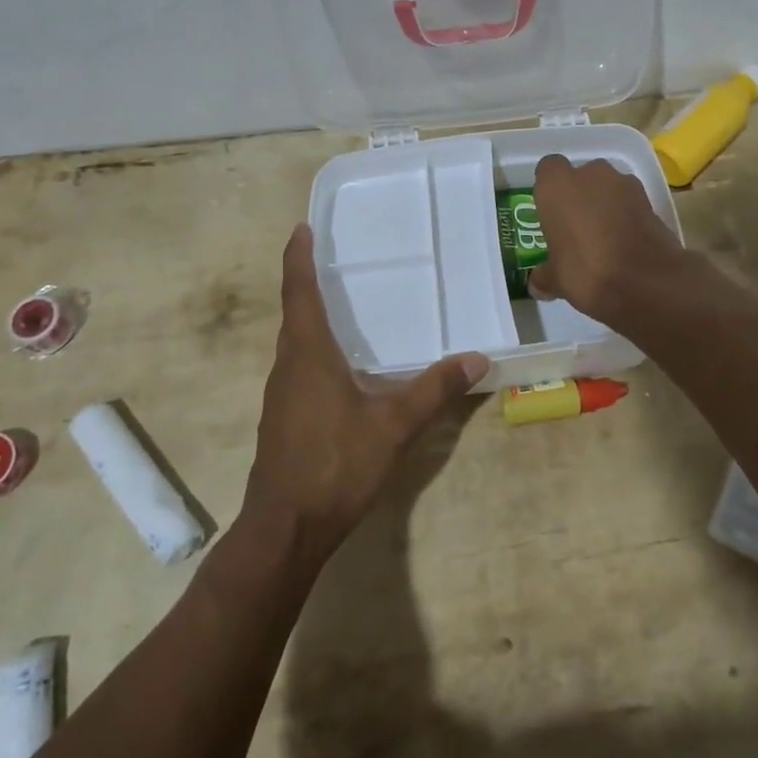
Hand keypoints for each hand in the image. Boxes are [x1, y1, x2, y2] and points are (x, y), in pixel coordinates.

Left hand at [243, 225, 486, 565]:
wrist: (285, 528)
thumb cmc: (335, 464)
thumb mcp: (393, 425)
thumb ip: (433, 389)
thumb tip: (476, 358)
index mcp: (308, 354)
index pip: (299, 293)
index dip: (298, 259)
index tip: (301, 229)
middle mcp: (288, 366)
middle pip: (294, 314)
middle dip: (307, 283)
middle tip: (332, 260)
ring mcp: (281, 395)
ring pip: (295, 343)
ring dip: (310, 319)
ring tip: (341, 306)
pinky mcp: (283, 418)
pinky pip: (298, 368)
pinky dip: (314, 350)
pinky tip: (340, 366)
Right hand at [528, 154, 685, 322]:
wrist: (646, 281)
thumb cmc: (586, 271)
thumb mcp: (556, 280)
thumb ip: (544, 275)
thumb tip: (537, 284)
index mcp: (557, 186)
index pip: (548, 169)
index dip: (550, 189)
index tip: (551, 212)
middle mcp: (590, 174)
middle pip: (581, 176)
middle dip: (579, 196)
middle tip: (576, 227)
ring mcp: (624, 184)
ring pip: (608, 187)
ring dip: (605, 204)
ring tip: (604, 237)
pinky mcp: (650, 199)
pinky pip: (630, 202)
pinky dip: (627, 215)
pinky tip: (625, 243)